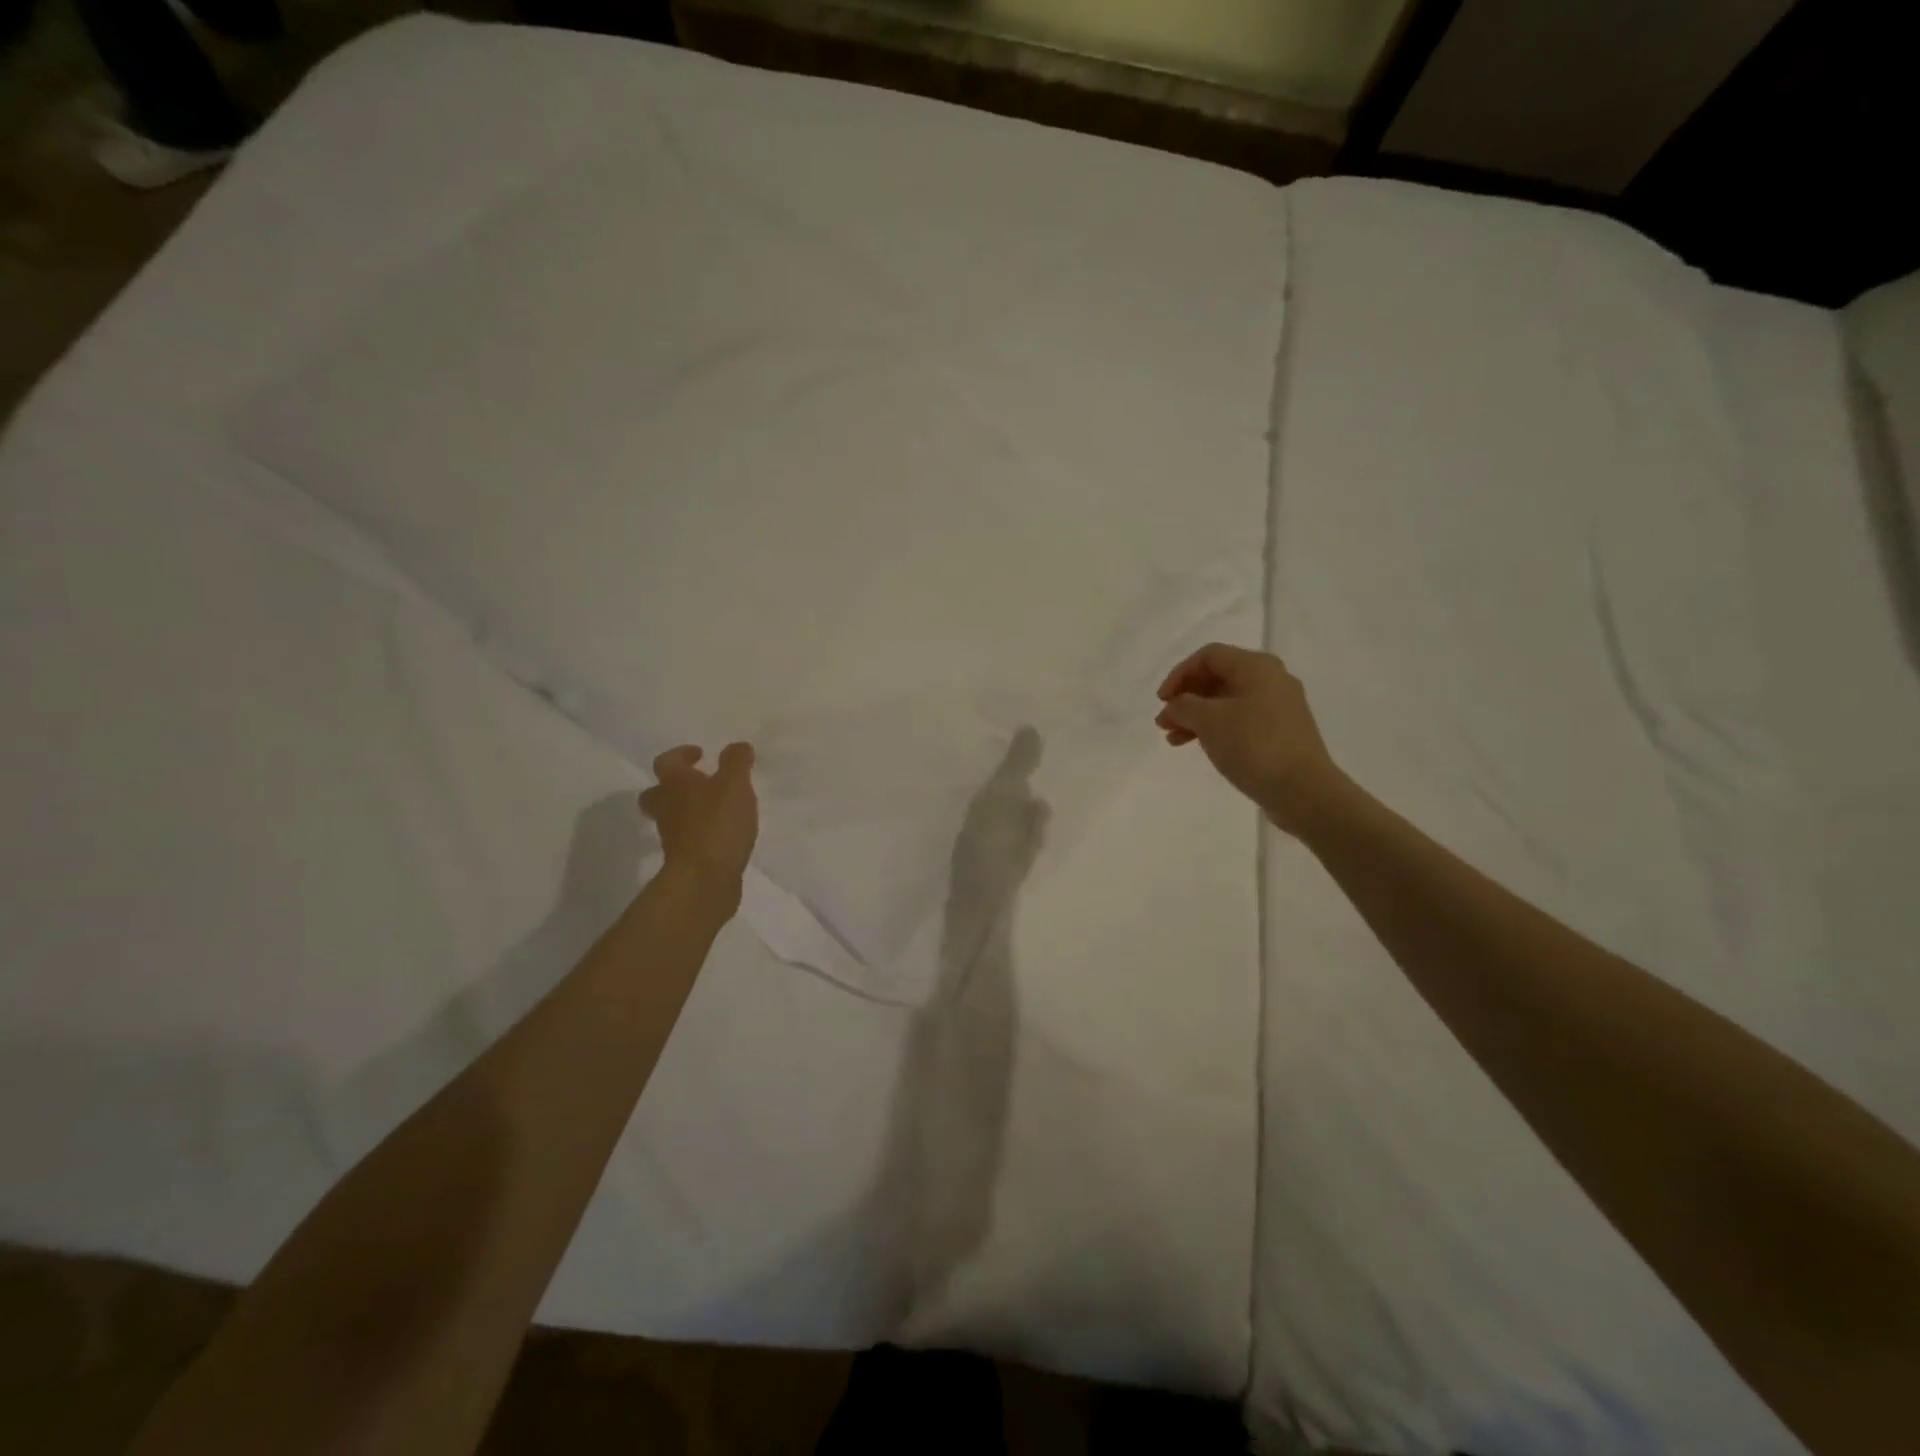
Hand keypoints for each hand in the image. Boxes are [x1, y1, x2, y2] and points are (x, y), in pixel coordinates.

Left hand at [640, 743, 758, 896]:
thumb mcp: (735, 784)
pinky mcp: (684, 859)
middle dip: (674, 786)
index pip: (666, 762)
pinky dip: (700, 833)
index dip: (681, 754)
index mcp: (675, 784)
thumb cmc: (717, 823)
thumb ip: (736, 762)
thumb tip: (737, 747)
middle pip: (657, 793)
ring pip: (672, 817)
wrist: (704, 879)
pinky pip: (688, 839)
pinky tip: (722, 834)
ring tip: (716, 809)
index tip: (699, 754)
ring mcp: (672, 836)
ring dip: (688, 810)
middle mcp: (667, 808)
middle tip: (697, 783)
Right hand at [1155, 645, 1344, 837]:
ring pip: (1226, 701)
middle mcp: (1270, 679)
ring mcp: (1278, 706)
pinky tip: (1198, 745)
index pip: (1208, 656)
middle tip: (1163, 721)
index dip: (1179, 674)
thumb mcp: (1208, 721)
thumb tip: (1175, 706)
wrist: (1303, 789)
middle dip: (1186, 697)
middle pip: (1217, 677)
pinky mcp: (1281, 731)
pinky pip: (1240, 719)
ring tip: (1172, 738)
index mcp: (1256, 666)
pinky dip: (1215, 728)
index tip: (1161, 701)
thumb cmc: (1253, 745)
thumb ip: (1183, 706)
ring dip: (1196, 716)